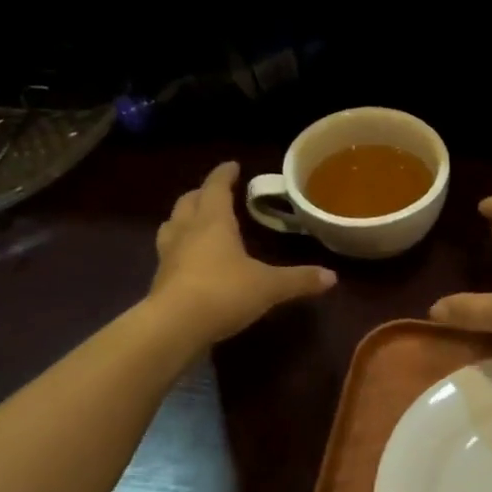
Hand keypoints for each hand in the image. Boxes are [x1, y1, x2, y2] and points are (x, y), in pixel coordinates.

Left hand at [149, 162, 335, 344]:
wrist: (174, 327)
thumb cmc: (223, 292)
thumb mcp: (268, 286)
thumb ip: (299, 279)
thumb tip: (332, 276)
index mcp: (213, 222)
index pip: (216, 188)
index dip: (224, 175)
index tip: (232, 165)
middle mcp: (187, 231)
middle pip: (188, 202)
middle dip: (202, 193)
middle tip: (216, 193)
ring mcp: (168, 255)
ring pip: (171, 225)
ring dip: (183, 218)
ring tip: (196, 220)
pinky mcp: (160, 280)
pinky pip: (168, 253)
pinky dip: (179, 248)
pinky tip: (190, 259)